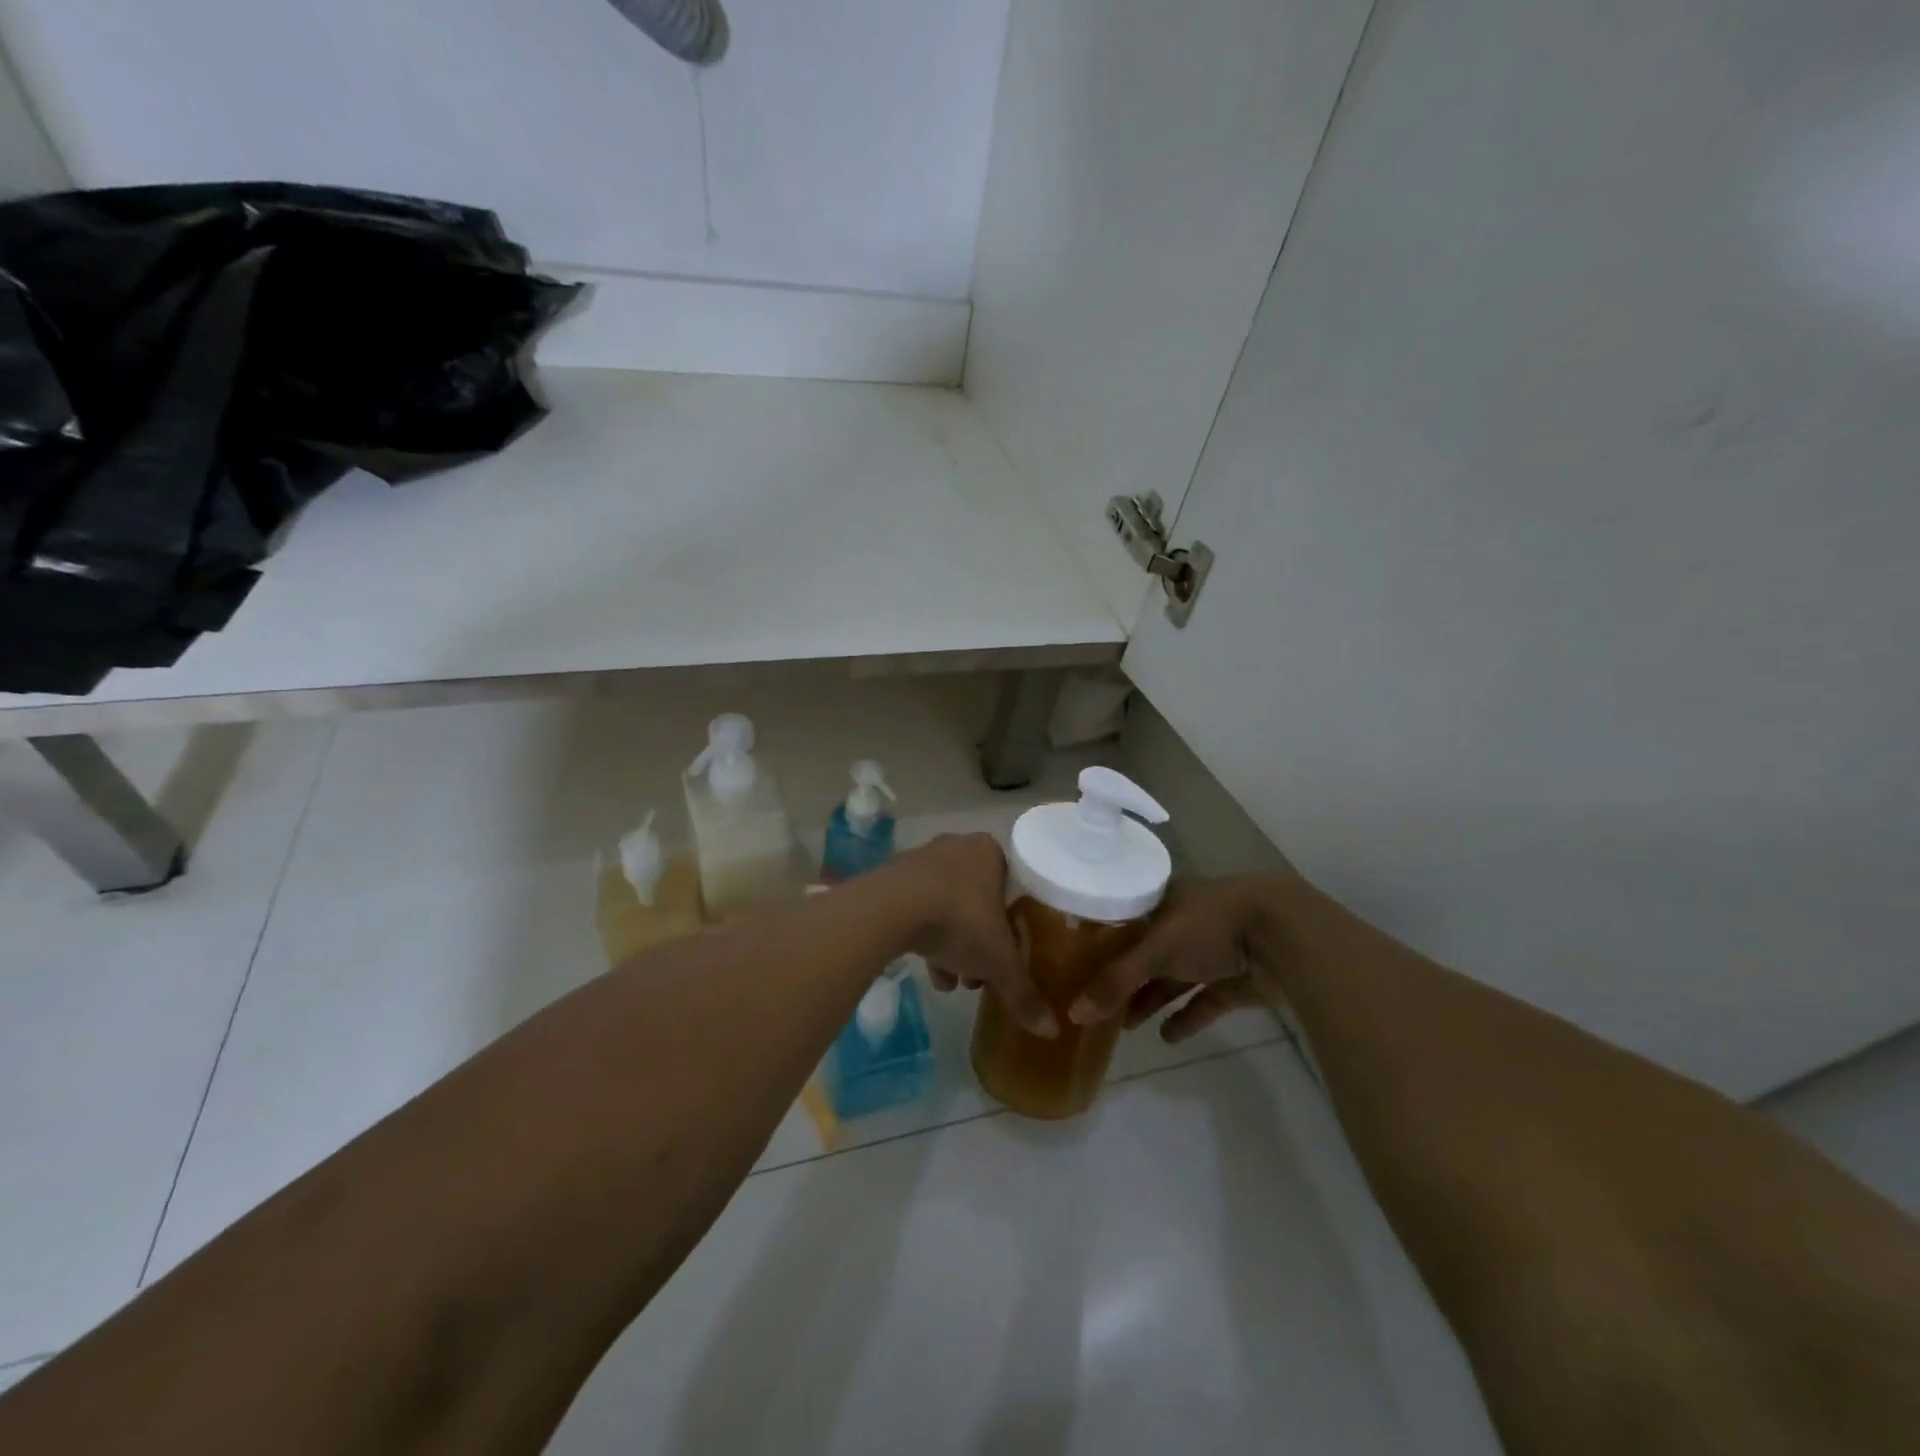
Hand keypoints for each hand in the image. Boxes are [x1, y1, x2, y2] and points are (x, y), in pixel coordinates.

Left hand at [894, 835, 1055, 1038]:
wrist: (891, 907)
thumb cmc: (960, 920)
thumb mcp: (999, 962)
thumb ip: (1023, 993)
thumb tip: (1051, 1029)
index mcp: (991, 853)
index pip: (1013, 891)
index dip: (1013, 930)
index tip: (1009, 958)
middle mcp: (958, 847)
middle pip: (979, 903)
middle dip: (980, 944)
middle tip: (979, 977)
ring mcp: (923, 860)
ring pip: (948, 909)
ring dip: (953, 947)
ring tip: (952, 984)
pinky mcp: (894, 878)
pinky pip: (919, 910)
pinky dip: (927, 939)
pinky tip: (930, 973)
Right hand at [1068, 875, 1296, 1043]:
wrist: (1285, 936)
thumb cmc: (1210, 926)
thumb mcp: (1156, 949)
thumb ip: (1116, 982)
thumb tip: (1073, 1013)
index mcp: (1167, 901)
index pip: (1128, 921)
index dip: (1105, 943)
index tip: (1080, 965)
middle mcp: (1189, 922)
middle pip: (1150, 953)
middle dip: (1127, 979)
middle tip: (1102, 1005)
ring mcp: (1216, 951)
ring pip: (1177, 978)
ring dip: (1154, 999)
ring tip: (1128, 1025)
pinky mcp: (1238, 979)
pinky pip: (1206, 1000)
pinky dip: (1188, 1017)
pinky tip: (1168, 1037)